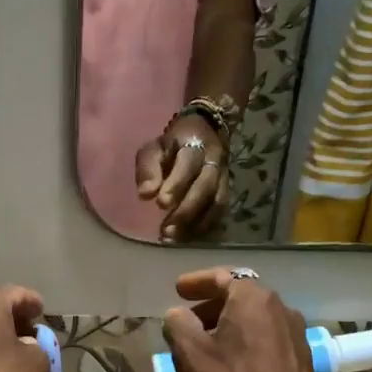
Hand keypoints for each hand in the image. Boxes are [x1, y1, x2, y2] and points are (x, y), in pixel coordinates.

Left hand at [136, 114, 228, 242]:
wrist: (203, 133)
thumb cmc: (170, 146)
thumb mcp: (153, 148)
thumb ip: (148, 169)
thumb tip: (145, 194)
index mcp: (194, 143)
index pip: (189, 163)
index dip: (177, 184)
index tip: (160, 204)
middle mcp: (214, 160)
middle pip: (206, 186)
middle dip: (186, 210)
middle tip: (166, 230)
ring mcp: (223, 176)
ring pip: (217, 202)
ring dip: (196, 223)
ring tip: (174, 238)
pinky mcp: (226, 191)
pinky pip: (220, 211)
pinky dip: (204, 226)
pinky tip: (187, 237)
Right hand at [161, 268, 323, 371]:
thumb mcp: (191, 355)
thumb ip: (178, 325)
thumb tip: (178, 314)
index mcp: (251, 298)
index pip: (220, 276)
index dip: (196, 282)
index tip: (178, 290)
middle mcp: (279, 306)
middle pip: (239, 297)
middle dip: (210, 307)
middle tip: (187, 322)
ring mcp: (294, 332)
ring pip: (253, 319)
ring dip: (228, 327)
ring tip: (206, 347)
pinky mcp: (300, 358)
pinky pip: (265, 339)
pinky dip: (245, 342)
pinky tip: (232, 364)